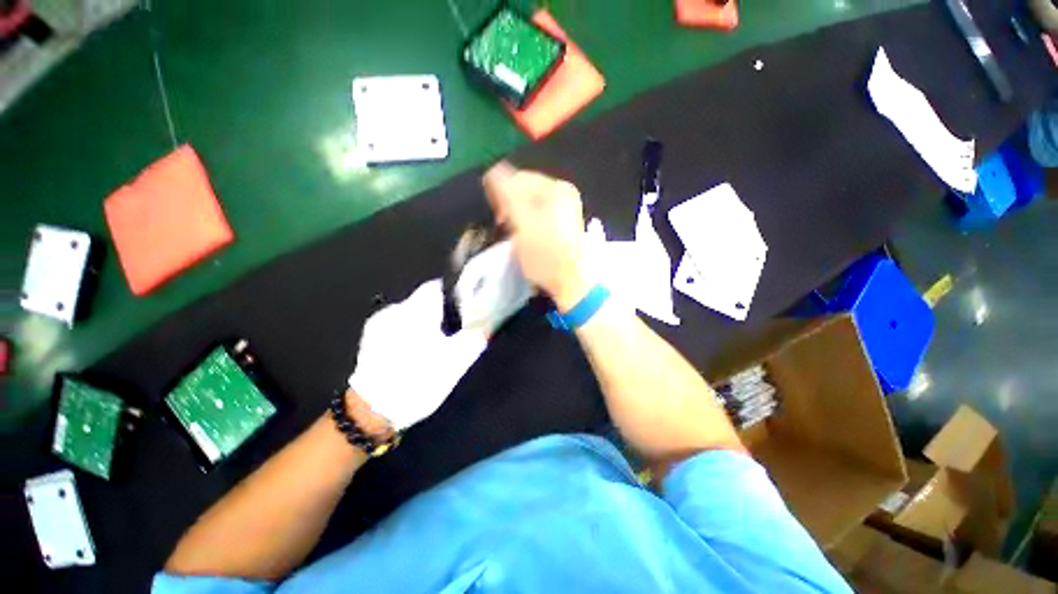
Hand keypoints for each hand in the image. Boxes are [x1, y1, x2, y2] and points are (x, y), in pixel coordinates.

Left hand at [348, 280, 486, 430]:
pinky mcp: (370, 336)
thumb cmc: (419, 381)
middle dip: (439, 312)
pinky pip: (397, 324)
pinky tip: (411, 352)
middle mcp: (396, 309)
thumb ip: (475, 338)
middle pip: (424, 300)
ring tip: (430, 346)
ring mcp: (379, 322)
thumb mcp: (456, 362)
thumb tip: (487, 323)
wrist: (372, 411)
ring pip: (410, 312)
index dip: (453, 295)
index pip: (437, 286)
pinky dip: (408, 331)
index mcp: (418, 311)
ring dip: (423, 322)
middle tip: (450, 334)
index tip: (462, 311)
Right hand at [482, 162, 590, 311]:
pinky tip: (524, 232)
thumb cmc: (546, 255)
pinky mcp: (563, 222)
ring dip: (517, 212)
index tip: (496, 214)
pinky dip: (527, 219)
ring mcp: (565, 208)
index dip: (501, 191)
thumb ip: (508, 195)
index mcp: (556, 189)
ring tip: (512, 229)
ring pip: (530, 201)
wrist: (571, 282)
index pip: (519, 178)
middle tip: (502, 222)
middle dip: (510, 202)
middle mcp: (563, 193)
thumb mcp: (523, 224)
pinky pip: (538, 212)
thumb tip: (493, 171)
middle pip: (526, 188)